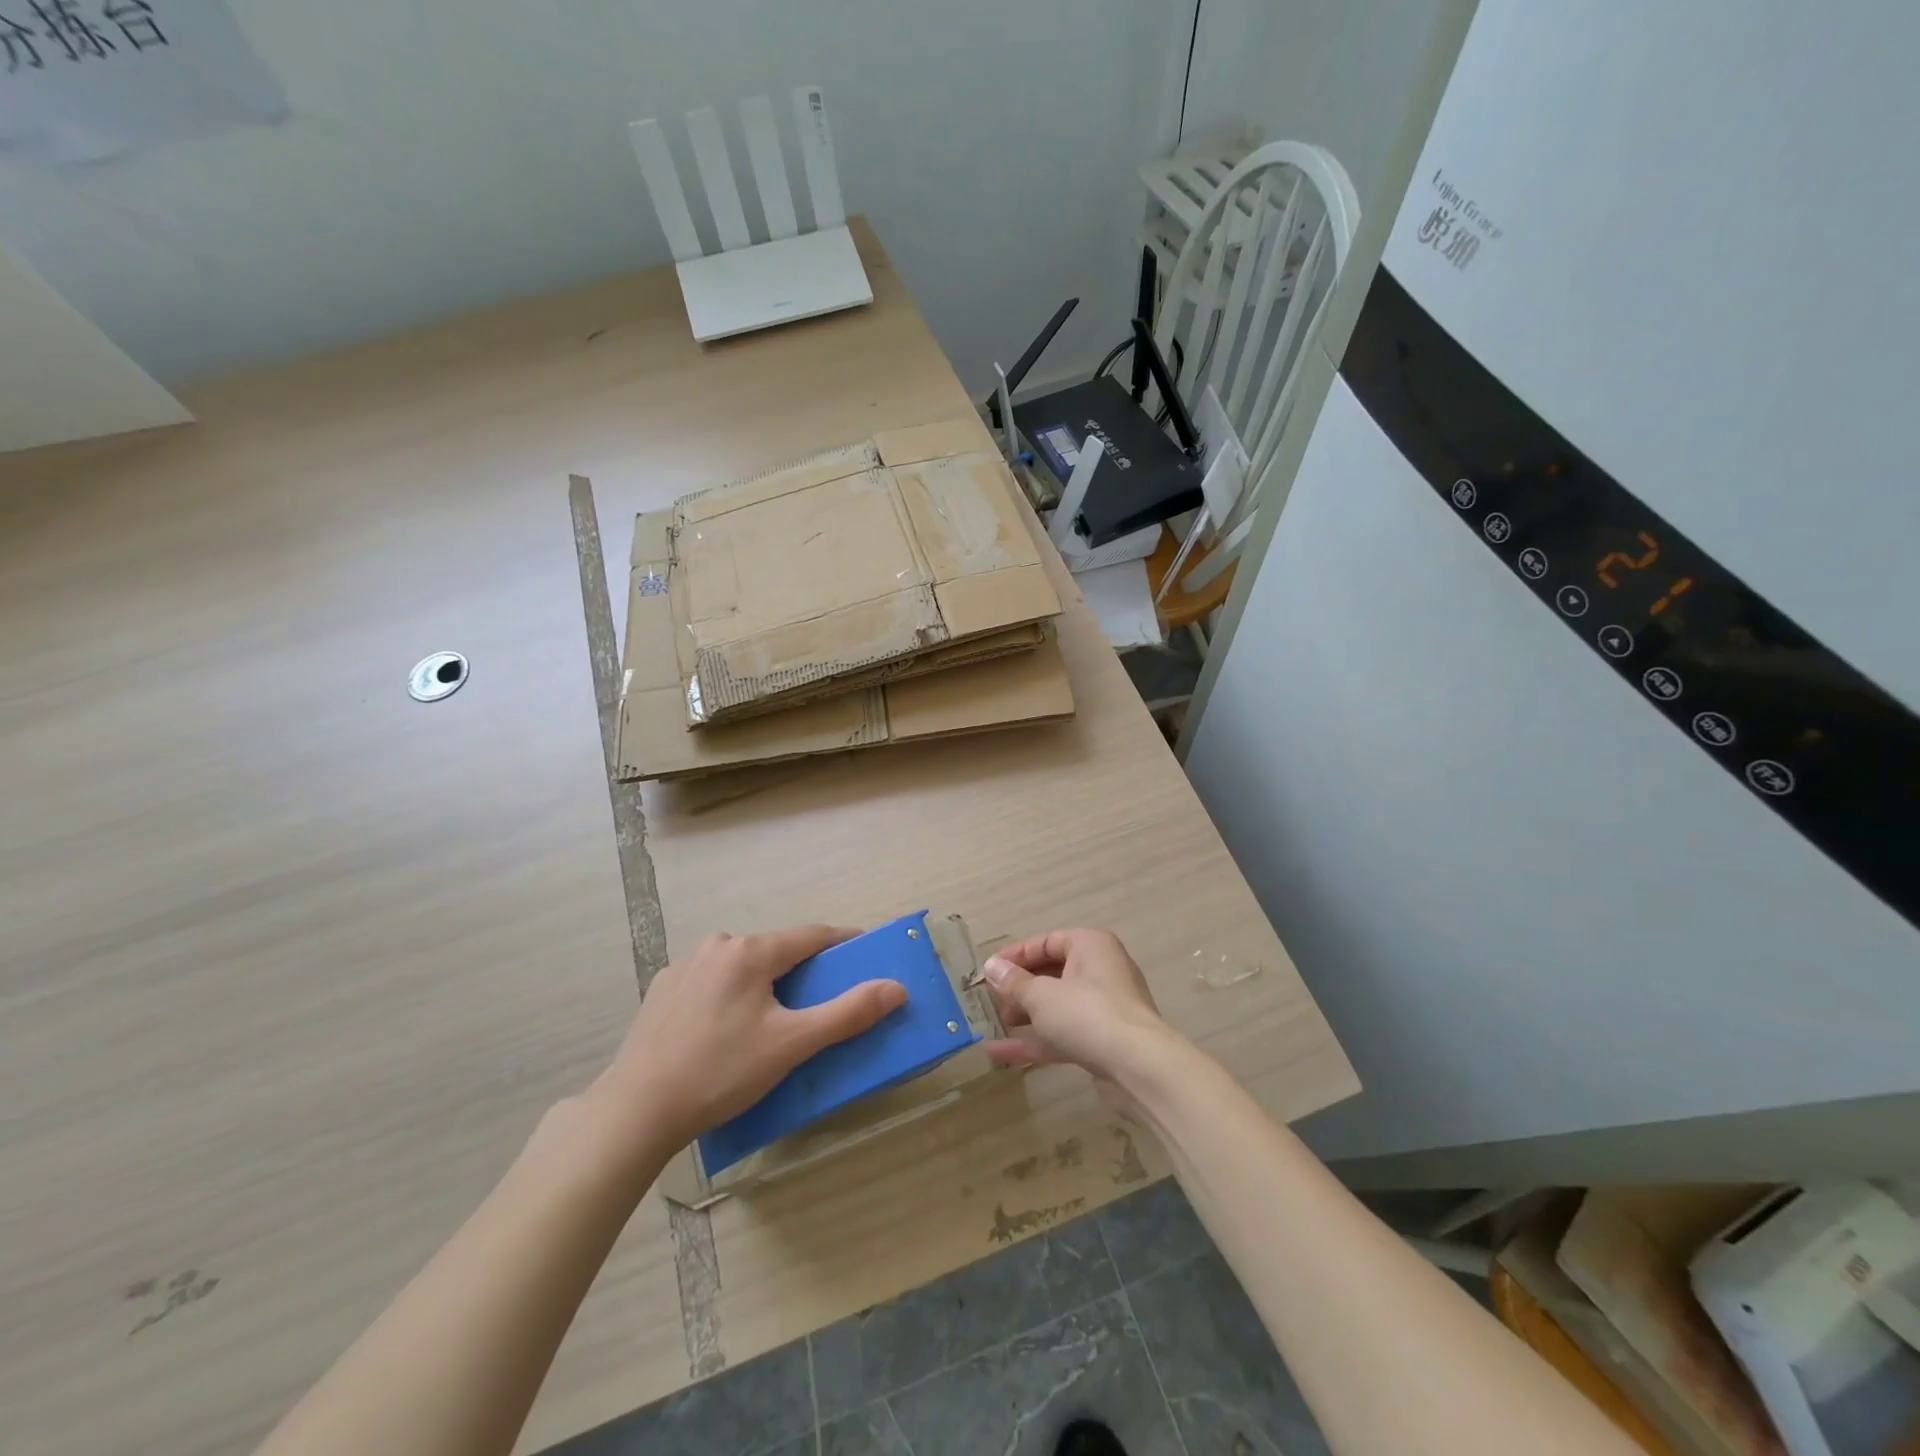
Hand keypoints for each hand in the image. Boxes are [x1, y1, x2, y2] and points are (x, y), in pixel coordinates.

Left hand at [587, 925, 906, 1154]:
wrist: (637, 1109)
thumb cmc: (722, 1072)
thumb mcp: (792, 1045)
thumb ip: (848, 1013)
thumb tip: (897, 987)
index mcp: (752, 951)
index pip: (813, 936)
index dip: (844, 943)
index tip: (867, 955)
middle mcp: (719, 945)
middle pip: (777, 950)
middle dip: (803, 970)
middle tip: (820, 1002)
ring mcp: (686, 965)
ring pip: (744, 965)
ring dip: (766, 983)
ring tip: (772, 1022)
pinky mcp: (663, 989)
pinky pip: (713, 981)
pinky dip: (732, 995)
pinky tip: (725, 1030)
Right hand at [980, 929, 1172, 1104]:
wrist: (1140, 1068)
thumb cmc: (1088, 1014)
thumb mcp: (1041, 995)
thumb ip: (1014, 982)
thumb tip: (992, 966)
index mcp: (1090, 946)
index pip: (1046, 942)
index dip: (1015, 956)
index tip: (988, 971)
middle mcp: (1100, 970)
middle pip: (1051, 973)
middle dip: (1019, 988)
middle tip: (990, 1000)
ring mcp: (1104, 1008)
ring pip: (1057, 1006)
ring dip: (1025, 1015)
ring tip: (993, 1024)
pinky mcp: (1103, 1041)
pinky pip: (1063, 1034)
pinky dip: (1036, 1041)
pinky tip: (1000, 1054)